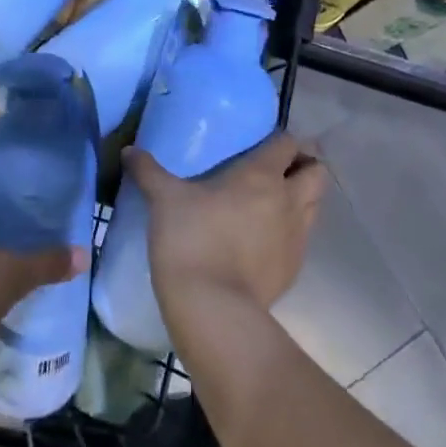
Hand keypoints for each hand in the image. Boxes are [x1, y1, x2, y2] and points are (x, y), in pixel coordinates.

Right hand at [125, 131, 325, 323]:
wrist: (212, 307)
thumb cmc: (191, 239)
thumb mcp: (163, 199)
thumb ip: (148, 171)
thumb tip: (128, 150)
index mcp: (261, 175)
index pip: (288, 143)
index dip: (282, 139)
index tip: (265, 142)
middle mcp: (288, 200)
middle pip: (317, 172)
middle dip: (305, 166)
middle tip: (278, 169)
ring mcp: (296, 236)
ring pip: (316, 205)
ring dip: (303, 197)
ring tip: (274, 202)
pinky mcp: (294, 268)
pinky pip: (303, 238)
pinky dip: (292, 231)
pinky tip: (266, 238)